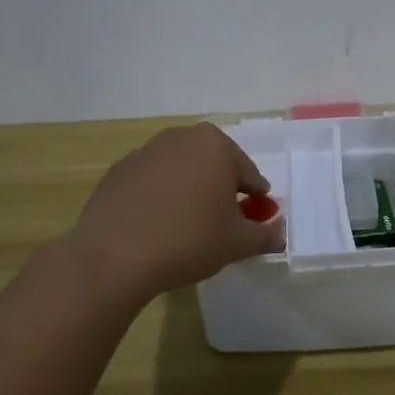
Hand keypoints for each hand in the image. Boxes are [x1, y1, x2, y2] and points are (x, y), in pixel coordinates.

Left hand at [69, 123, 286, 298]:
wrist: (114, 256)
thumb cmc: (189, 241)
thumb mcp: (237, 243)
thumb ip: (265, 235)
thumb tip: (281, 234)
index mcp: (215, 146)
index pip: (247, 173)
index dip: (255, 198)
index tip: (254, 218)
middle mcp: (181, 138)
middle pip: (213, 163)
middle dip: (221, 188)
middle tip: (223, 221)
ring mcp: (145, 151)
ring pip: (181, 169)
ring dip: (190, 189)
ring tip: (188, 224)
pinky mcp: (118, 170)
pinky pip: (151, 181)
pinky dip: (160, 196)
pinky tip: (156, 225)